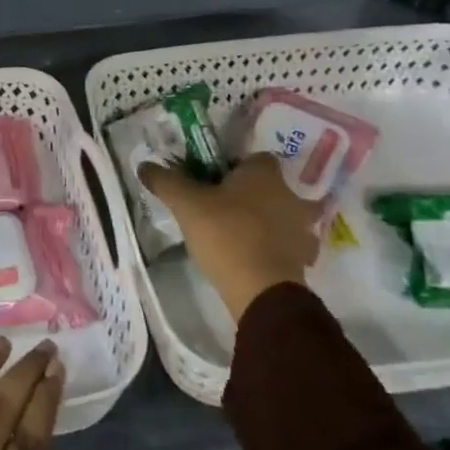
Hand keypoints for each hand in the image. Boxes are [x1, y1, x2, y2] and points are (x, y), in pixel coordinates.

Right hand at [138, 152, 321, 323]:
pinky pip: (290, 247)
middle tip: (225, 207)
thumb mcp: (186, 204)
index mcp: (264, 173)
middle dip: (253, 194)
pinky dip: (276, 250)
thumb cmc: (226, 234)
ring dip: (269, 222)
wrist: (262, 291)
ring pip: (284, 216)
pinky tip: (255, 258)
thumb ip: (166, 181)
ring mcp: (302, 228)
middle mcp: (289, 195)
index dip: (236, 166)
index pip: (255, 158)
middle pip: (271, 187)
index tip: (216, 181)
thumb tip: (144, 166)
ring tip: (241, 235)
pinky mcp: (304, 260)